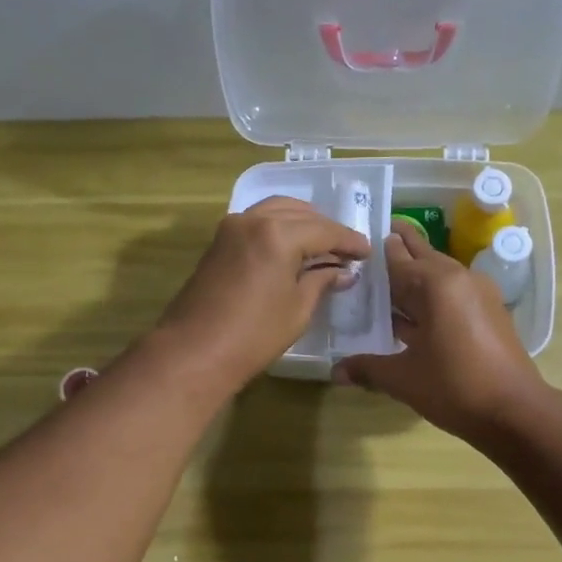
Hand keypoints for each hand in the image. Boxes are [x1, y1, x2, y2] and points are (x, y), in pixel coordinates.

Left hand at [155, 197, 369, 392]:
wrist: (194, 351)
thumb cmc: (254, 335)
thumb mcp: (298, 309)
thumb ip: (321, 281)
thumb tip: (342, 271)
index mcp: (278, 234)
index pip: (324, 230)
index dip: (349, 241)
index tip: (367, 252)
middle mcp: (254, 219)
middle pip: (300, 213)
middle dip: (326, 229)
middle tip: (346, 250)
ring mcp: (232, 227)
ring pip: (276, 210)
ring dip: (301, 222)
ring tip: (321, 245)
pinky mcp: (219, 241)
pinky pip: (257, 220)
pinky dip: (278, 226)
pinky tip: (291, 247)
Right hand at [333, 217, 547, 439]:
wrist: (515, 411)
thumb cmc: (455, 387)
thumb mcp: (403, 378)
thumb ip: (368, 368)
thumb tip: (336, 371)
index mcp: (437, 283)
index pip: (398, 257)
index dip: (376, 250)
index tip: (356, 240)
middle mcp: (459, 278)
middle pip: (422, 257)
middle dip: (398, 251)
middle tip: (369, 243)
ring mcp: (478, 294)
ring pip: (438, 276)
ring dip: (414, 278)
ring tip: (383, 281)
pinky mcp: (489, 312)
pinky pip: (452, 294)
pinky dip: (431, 297)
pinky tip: (411, 313)